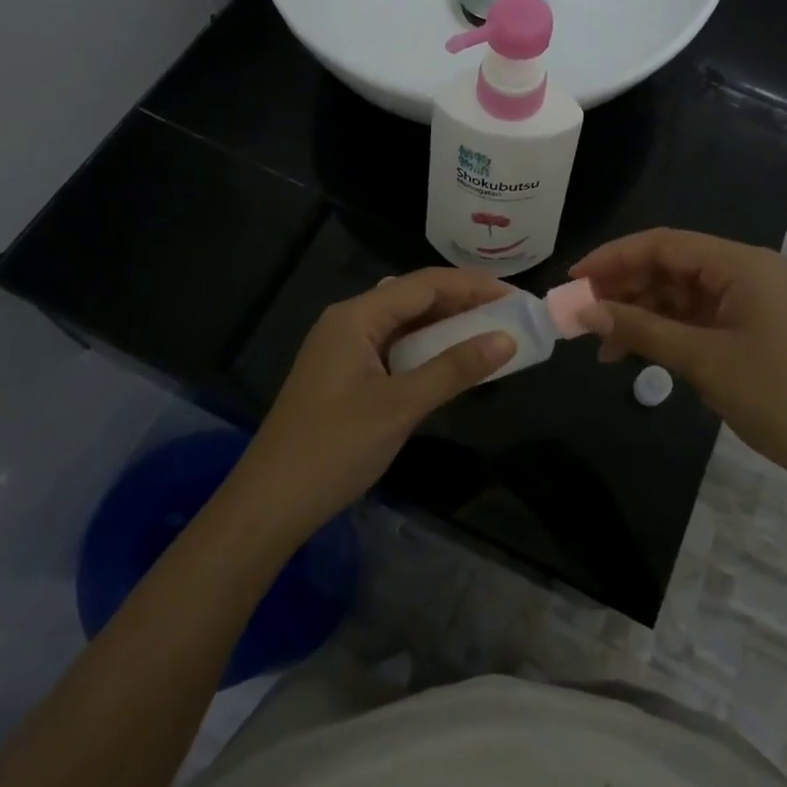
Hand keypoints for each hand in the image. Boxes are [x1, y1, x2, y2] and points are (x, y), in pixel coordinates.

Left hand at [223, 267, 515, 542]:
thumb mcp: (401, 406)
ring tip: (490, 332)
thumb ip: (454, 370)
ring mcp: (344, 349)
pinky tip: (451, 361)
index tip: (515, 297)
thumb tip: (507, 339)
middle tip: (509, 315)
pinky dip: (427, 349)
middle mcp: (348, 321)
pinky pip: (395, 348)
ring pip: (405, 324)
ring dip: (447, 326)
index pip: (424, 284)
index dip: (472, 285)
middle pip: (414, 298)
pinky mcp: (346, 375)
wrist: (270, 502)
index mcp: (355, 316)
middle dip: (463, 302)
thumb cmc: (334, 447)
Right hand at [571, 229, 786, 485]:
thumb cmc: (779, 398)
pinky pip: (698, 318)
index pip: (664, 244)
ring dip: (641, 313)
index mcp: (741, 264)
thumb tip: (586, 311)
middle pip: (671, 266)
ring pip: (681, 294)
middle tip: (581, 315)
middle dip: (624, 288)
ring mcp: (751, 301)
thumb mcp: (703, 361)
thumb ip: (642, 330)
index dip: (613, 258)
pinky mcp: (753, 328)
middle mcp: (746, 271)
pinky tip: (635, 352)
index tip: (573, 280)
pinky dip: (666, 331)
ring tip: (602, 344)